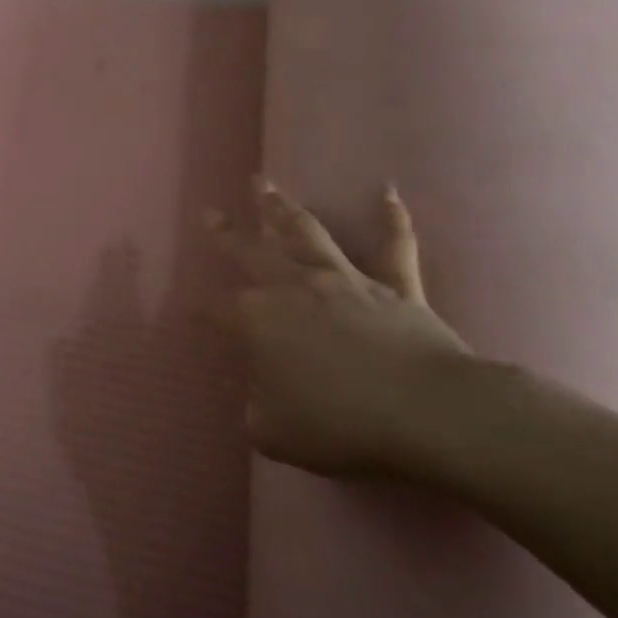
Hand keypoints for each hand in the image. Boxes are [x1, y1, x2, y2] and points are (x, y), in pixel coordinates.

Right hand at [208, 181, 469, 477]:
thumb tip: (261, 401)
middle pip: (252, 253)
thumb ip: (257, 412)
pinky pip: (395, 246)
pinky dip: (393, 218)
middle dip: (226, 233)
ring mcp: (346, 282)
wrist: (429, 414)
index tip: (188, 310)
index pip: (216, 310)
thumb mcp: (275, 433)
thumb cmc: (341, 425)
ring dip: (281, 208)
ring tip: (264, 184)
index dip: (199, 310)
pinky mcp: (396, 288)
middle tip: (209, 212)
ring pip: (306, 233)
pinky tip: (389, 192)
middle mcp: (294, 290)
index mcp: (258, 321)